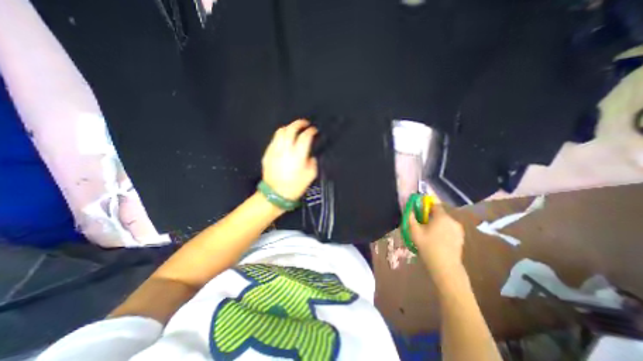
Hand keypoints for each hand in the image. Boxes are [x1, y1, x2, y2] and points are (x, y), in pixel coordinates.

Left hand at [261, 119, 317, 200]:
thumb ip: (313, 162)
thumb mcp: (311, 175)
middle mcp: (286, 149)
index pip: (305, 136)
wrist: (276, 194)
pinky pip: (274, 140)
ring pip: (280, 131)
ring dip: (289, 127)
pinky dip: (281, 136)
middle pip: (291, 129)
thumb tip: (310, 155)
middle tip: (305, 124)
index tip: (314, 130)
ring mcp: (275, 150)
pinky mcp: (267, 153)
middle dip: (299, 123)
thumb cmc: (295, 186)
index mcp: (298, 155)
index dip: (311, 131)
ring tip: (294, 129)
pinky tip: (284, 140)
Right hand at [409, 207, 464, 281]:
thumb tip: (409, 209)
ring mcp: (458, 229)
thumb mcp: (414, 231)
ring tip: (428, 232)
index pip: (434, 204)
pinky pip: (449, 228)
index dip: (426, 205)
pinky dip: (443, 229)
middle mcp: (452, 220)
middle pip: (440, 213)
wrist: (445, 267)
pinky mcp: (461, 237)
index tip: (419, 210)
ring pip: (445, 221)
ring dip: (437, 223)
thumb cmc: (428, 246)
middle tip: (422, 223)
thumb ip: (411, 218)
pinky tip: (437, 239)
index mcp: (442, 216)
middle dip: (430, 215)